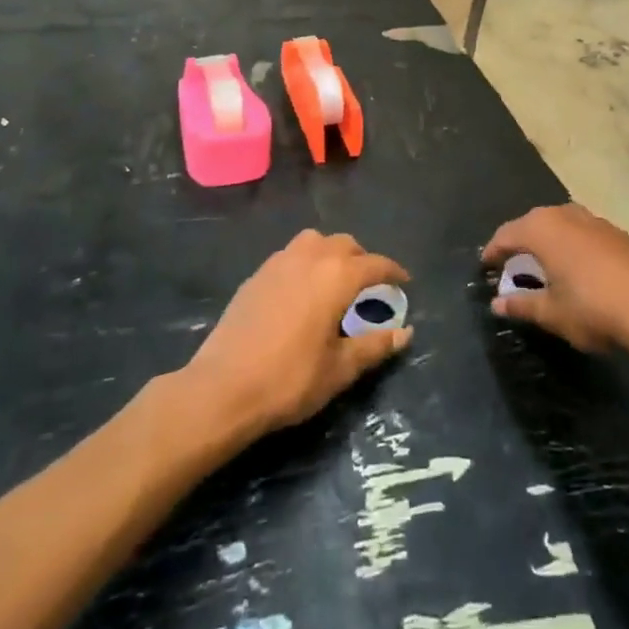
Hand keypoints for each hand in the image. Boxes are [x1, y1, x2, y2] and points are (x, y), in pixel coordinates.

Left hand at [184, 230, 411, 440]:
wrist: (223, 388)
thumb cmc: (289, 379)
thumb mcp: (339, 369)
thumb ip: (374, 346)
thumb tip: (405, 333)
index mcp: (336, 276)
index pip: (375, 264)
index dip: (393, 272)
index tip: (405, 283)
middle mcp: (310, 257)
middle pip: (345, 244)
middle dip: (363, 259)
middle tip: (370, 285)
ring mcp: (278, 262)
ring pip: (315, 241)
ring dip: (331, 253)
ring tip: (335, 280)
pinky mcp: (256, 275)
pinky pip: (290, 254)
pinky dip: (306, 262)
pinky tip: (302, 291)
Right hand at [482, 204, 628, 351]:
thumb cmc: (593, 308)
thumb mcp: (551, 313)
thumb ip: (522, 305)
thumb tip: (497, 304)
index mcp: (541, 228)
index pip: (506, 234)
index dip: (493, 251)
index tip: (485, 267)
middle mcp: (565, 214)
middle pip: (532, 224)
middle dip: (520, 244)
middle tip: (512, 268)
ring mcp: (594, 220)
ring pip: (560, 225)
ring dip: (548, 243)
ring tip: (544, 267)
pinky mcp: (617, 232)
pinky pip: (581, 233)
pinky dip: (571, 247)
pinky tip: (577, 269)